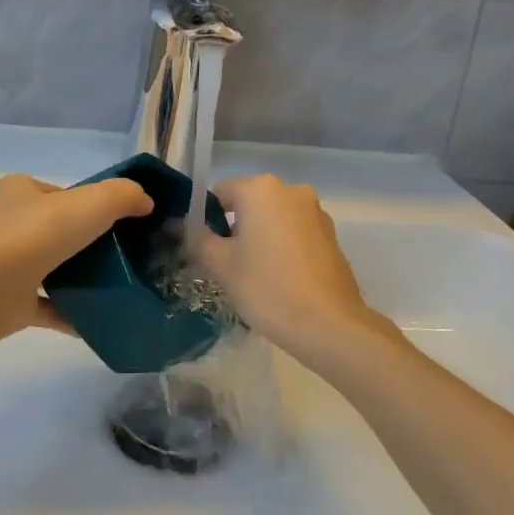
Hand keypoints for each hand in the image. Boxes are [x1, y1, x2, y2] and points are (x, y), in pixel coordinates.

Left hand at [0, 174, 153, 336]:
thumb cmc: (37, 235)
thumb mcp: (91, 203)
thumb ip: (122, 196)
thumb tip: (145, 202)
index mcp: (17, 192)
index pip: (59, 193)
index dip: (89, 204)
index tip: (117, 221)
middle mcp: (6, 225)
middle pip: (55, 231)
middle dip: (85, 242)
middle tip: (122, 255)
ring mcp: (4, 265)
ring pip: (49, 268)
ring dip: (77, 277)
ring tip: (115, 286)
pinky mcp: (7, 302)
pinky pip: (46, 306)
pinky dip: (70, 312)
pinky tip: (97, 319)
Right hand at [193, 175, 386, 358]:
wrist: (328, 325)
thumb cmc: (266, 287)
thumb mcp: (220, 264)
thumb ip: (197, 238)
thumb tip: (182, 225)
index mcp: (261, 189)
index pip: (219, 193)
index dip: (205, 218)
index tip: (203, 248)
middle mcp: (291, 190)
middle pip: (248, 203)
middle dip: (233, 228)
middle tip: (225, 265)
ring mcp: (316, 212)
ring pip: (273, 219)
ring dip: (259, 237)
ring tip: (253, 275)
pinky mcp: (331, 235)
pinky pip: (294, 233)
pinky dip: (282, 247)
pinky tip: (279, 279)